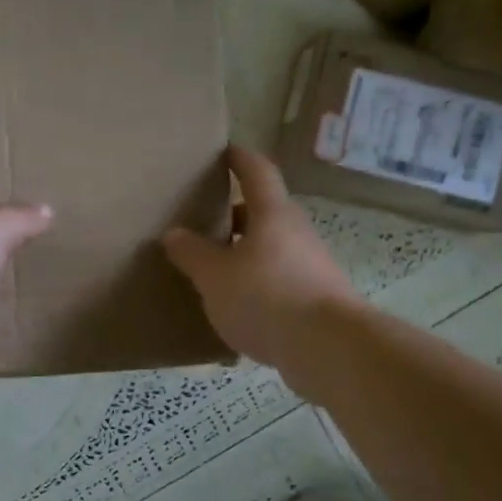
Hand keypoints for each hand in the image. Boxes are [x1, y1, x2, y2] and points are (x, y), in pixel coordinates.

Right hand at [162, 147, 359, 372]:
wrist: (328, 348)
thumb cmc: (266, 297)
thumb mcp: (215, 276)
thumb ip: (192, 254)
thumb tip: (173, 233)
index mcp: (273, 215)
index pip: (257, 172)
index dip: (241, 159)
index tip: (225, 152)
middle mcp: (297, 233)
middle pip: (266, 213)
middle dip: (236, 215)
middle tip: (206, 221)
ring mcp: (312, 266)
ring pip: (273, 249)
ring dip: (247, 253)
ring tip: (215, 270)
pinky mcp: (317, 299)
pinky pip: (281, 281)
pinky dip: (259, 285)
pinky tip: (238, 308)